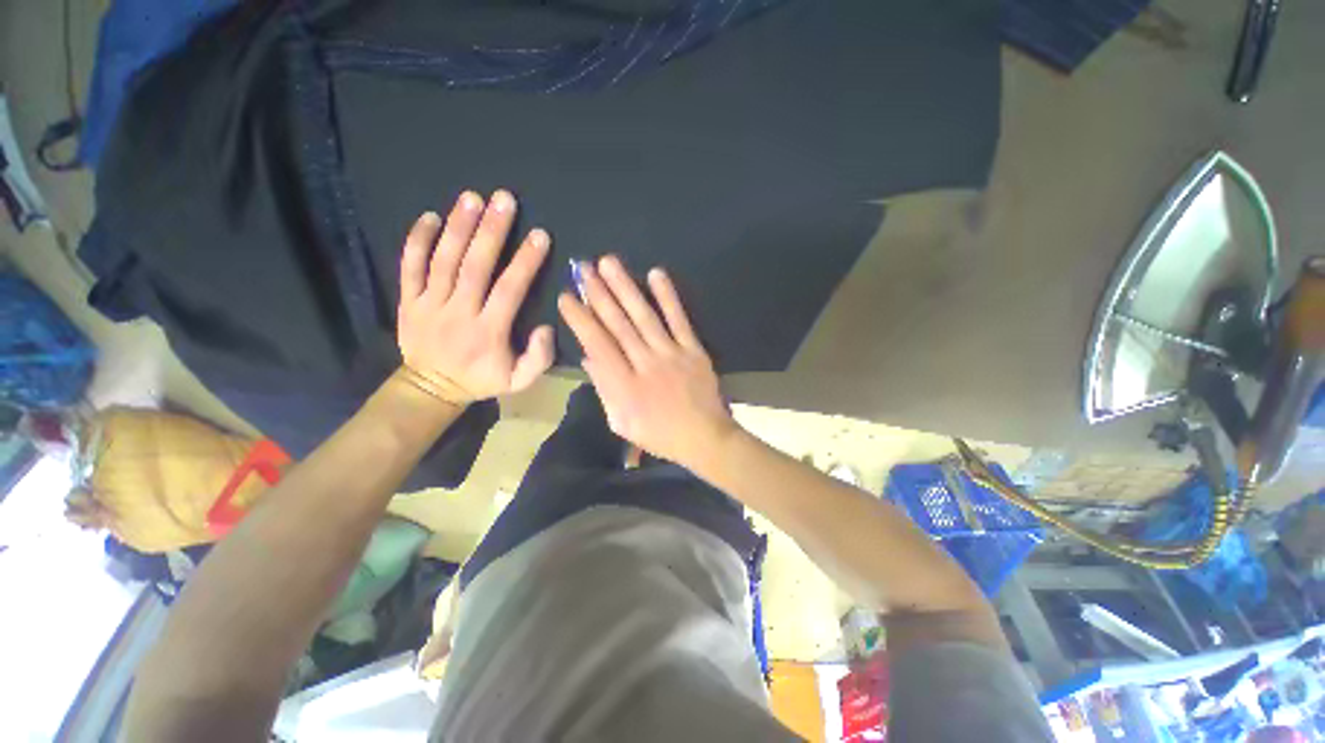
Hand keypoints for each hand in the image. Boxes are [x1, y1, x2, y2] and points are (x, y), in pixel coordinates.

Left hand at [397, 190, 553, 403]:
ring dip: (458, 227)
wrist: (431, 389)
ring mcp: (429, 304)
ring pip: (443, 260)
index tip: (540, 236)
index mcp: (488, 331)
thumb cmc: (481, 380)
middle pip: (474, 266)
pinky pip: (409, 267)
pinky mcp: (408, 300)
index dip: (526, 261)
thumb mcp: (519, 381)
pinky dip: (417, 241)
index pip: (509, 289)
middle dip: (491, 231)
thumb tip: (546, 327)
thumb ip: (538, 358)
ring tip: (472, 198)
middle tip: (504, 200)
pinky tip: (429, 216)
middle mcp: (458, 311)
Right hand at [558, 255, 737, 467]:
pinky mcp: (693, 350)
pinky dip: (668, 297)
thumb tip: (588, 357)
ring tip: (609, 263)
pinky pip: (679, 319)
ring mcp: (671, 355)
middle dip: (598, 294)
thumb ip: (604, 390)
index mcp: (625, 387)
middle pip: (618, 325)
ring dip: (625, 288)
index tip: (567, 297)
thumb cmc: (659, 435)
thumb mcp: (621, 422)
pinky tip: (655, 274)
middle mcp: (645, 365)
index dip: (581, 319)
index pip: (598, 345)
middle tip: (583, 268)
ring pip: (644, 316)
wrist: (704, 437)